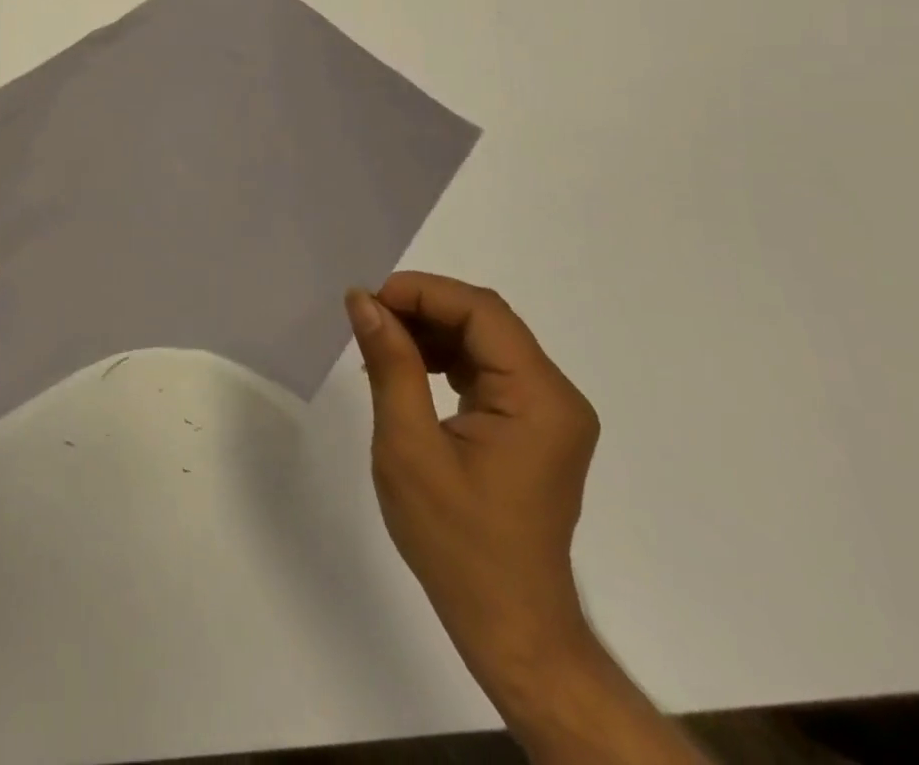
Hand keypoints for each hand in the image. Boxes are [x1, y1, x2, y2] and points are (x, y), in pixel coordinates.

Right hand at [345, 274, 600, 698]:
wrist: (508, 626)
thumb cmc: (456, 541)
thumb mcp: (409, 446)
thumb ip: (391, 364)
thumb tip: (364, 300)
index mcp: (539, 398)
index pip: (482, 312)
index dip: (422, 292)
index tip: (368, 301)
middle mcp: (555, 395)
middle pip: (486, 321)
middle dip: (422, 308)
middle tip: (366, 317)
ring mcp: (547, 412)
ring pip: (484, 340)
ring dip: (430, 330)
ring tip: (379, 341)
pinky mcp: (532, 426)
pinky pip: (487, 369)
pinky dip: (444, 358)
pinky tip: (407, 368)